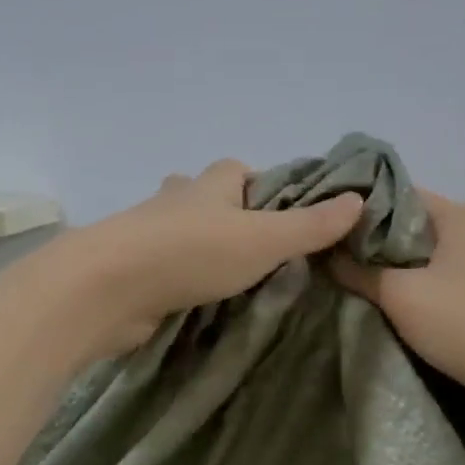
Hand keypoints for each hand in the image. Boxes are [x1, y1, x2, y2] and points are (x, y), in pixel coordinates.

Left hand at [57, 160, 364, 358]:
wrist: (106, 289)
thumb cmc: (190, 253)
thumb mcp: (263, 240)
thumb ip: (310, 225)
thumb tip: (359, 199)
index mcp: (209, 184)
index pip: (240, 169)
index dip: (265, 186)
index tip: (289, 216)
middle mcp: (178, 200)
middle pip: (209, 197)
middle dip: (233, 215)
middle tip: (264, 250)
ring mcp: (149, 234)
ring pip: (185, 230)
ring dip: (205, 246)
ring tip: (236, 276)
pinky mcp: (133, 268)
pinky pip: (167, 263)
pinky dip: (184, 273)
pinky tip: (200, 295)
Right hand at [332, 192, 464, 419]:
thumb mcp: (400, 296)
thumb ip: (361, 271)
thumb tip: (329, 255)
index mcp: (462, 215)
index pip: (402, 195)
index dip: (365, 210)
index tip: (336, 231)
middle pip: (423, 225)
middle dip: (386, 243)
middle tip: (347, 262)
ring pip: (443, 254)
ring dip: (412, 268)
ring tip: (376, 287)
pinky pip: (462, 278)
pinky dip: (437, 286)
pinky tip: (417, 307)